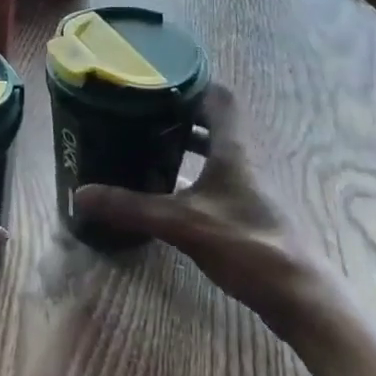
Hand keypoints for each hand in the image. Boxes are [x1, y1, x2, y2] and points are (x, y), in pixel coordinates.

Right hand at [72, 85, 338, 323]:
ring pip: (213, 150)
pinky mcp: (244, 210)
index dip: (190, 83)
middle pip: (213, 121)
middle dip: (177, 113)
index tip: (155, 81)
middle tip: (139, 113)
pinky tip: (164, 188)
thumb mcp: (182, 223)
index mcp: (232, 149)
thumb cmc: (246, 244)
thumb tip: (79, 194)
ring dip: (184, 142)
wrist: (296, 295)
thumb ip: (131, 207)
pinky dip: (189, 173)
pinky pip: (212, 177)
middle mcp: (241, 159)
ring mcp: (245, 186)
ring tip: (145, 143)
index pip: (219, 97)